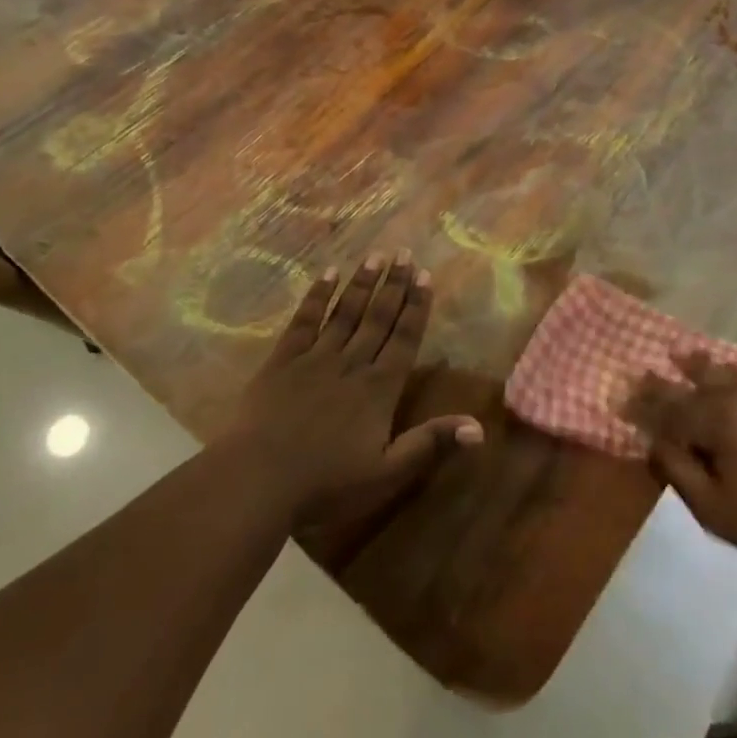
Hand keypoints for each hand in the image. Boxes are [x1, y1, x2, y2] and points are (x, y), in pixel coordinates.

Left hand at [222, 252, 482, 526]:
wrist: (257, 479)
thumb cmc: (326, 484)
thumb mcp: (386, 473)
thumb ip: (430, 444)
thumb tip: (479, 427)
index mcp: (378, 389)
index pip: (404, 339)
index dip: (416, 307)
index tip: (426, 276)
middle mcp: (351, 363)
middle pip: (377, 318)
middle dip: (394, 285)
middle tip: (405, 253)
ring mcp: (315, 358)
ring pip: (345, 313)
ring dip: (362, 283)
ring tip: (376, 255)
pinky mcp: (282, 360)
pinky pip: (304, 320)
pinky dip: (317, 296)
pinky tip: (327, 274)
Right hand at [627, 352, 736, 588]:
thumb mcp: (713, 509)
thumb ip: (678, 470)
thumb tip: (655, 441)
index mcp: (719, 419)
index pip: (671, 406)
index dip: (644, 403)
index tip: (623, 395)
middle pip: (699, 378)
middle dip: (671, 374)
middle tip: (649, 368)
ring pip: (729, 373)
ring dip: (703, 366)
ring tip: (685, 355)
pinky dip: (735, 377)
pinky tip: (733, 380)